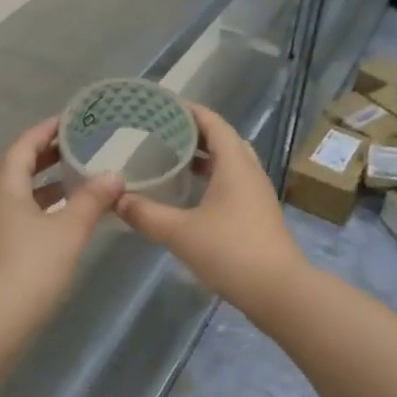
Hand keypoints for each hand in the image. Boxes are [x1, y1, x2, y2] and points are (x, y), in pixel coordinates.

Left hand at [0, 118, 123, 324]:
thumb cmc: (32, 266)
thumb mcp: (69, 229)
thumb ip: (93, 199)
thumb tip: (115, 175)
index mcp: (5, 185)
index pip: (24, 144)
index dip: (47, 130)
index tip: (71, 120)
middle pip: (19, 165)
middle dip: (47, 154)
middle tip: (78, 145)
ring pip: (20, 191)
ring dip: (46, 181)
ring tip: (77, 177)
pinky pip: (21, 211)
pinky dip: (43, 204)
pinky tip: (66, 215)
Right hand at [115, 104, 309, 312]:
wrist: (279, 291)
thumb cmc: (230, 251)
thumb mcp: (180, 232)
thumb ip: (146, 214)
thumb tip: (117, 199)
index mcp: (234, 163)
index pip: (213, 122)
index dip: (189, 110)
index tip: (162, 105)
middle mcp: (249, 171)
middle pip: (223, 139)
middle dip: (194, 131)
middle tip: (163, 131)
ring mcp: (257, 193)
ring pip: (230, 161)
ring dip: (204, 156)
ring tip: (172, 157)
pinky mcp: (257, 213)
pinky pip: (233, 181)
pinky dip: (212, 177)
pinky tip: (190, 193)